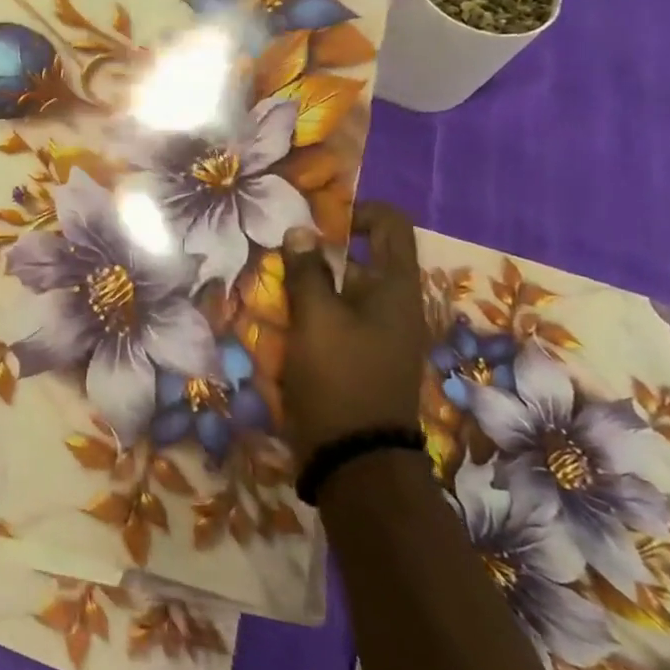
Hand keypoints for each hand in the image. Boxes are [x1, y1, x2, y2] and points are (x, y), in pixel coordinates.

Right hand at [280, 202, 428, 464]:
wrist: (356, 458)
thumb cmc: (339, 377)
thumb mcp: (315, 318)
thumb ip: (307, 271)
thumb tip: (301, 231)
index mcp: (396, 288)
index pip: (390, 225)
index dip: (356, 211)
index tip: (315, 221)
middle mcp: (396, 306)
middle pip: (362, 258)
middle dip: (320, 252)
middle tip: (280, 254)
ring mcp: (381, 334)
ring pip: (344, 290)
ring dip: (311, 284)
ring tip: (273, 287)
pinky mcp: (363, 357)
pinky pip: (338, 319)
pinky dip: (313, 312)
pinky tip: (281, 321)